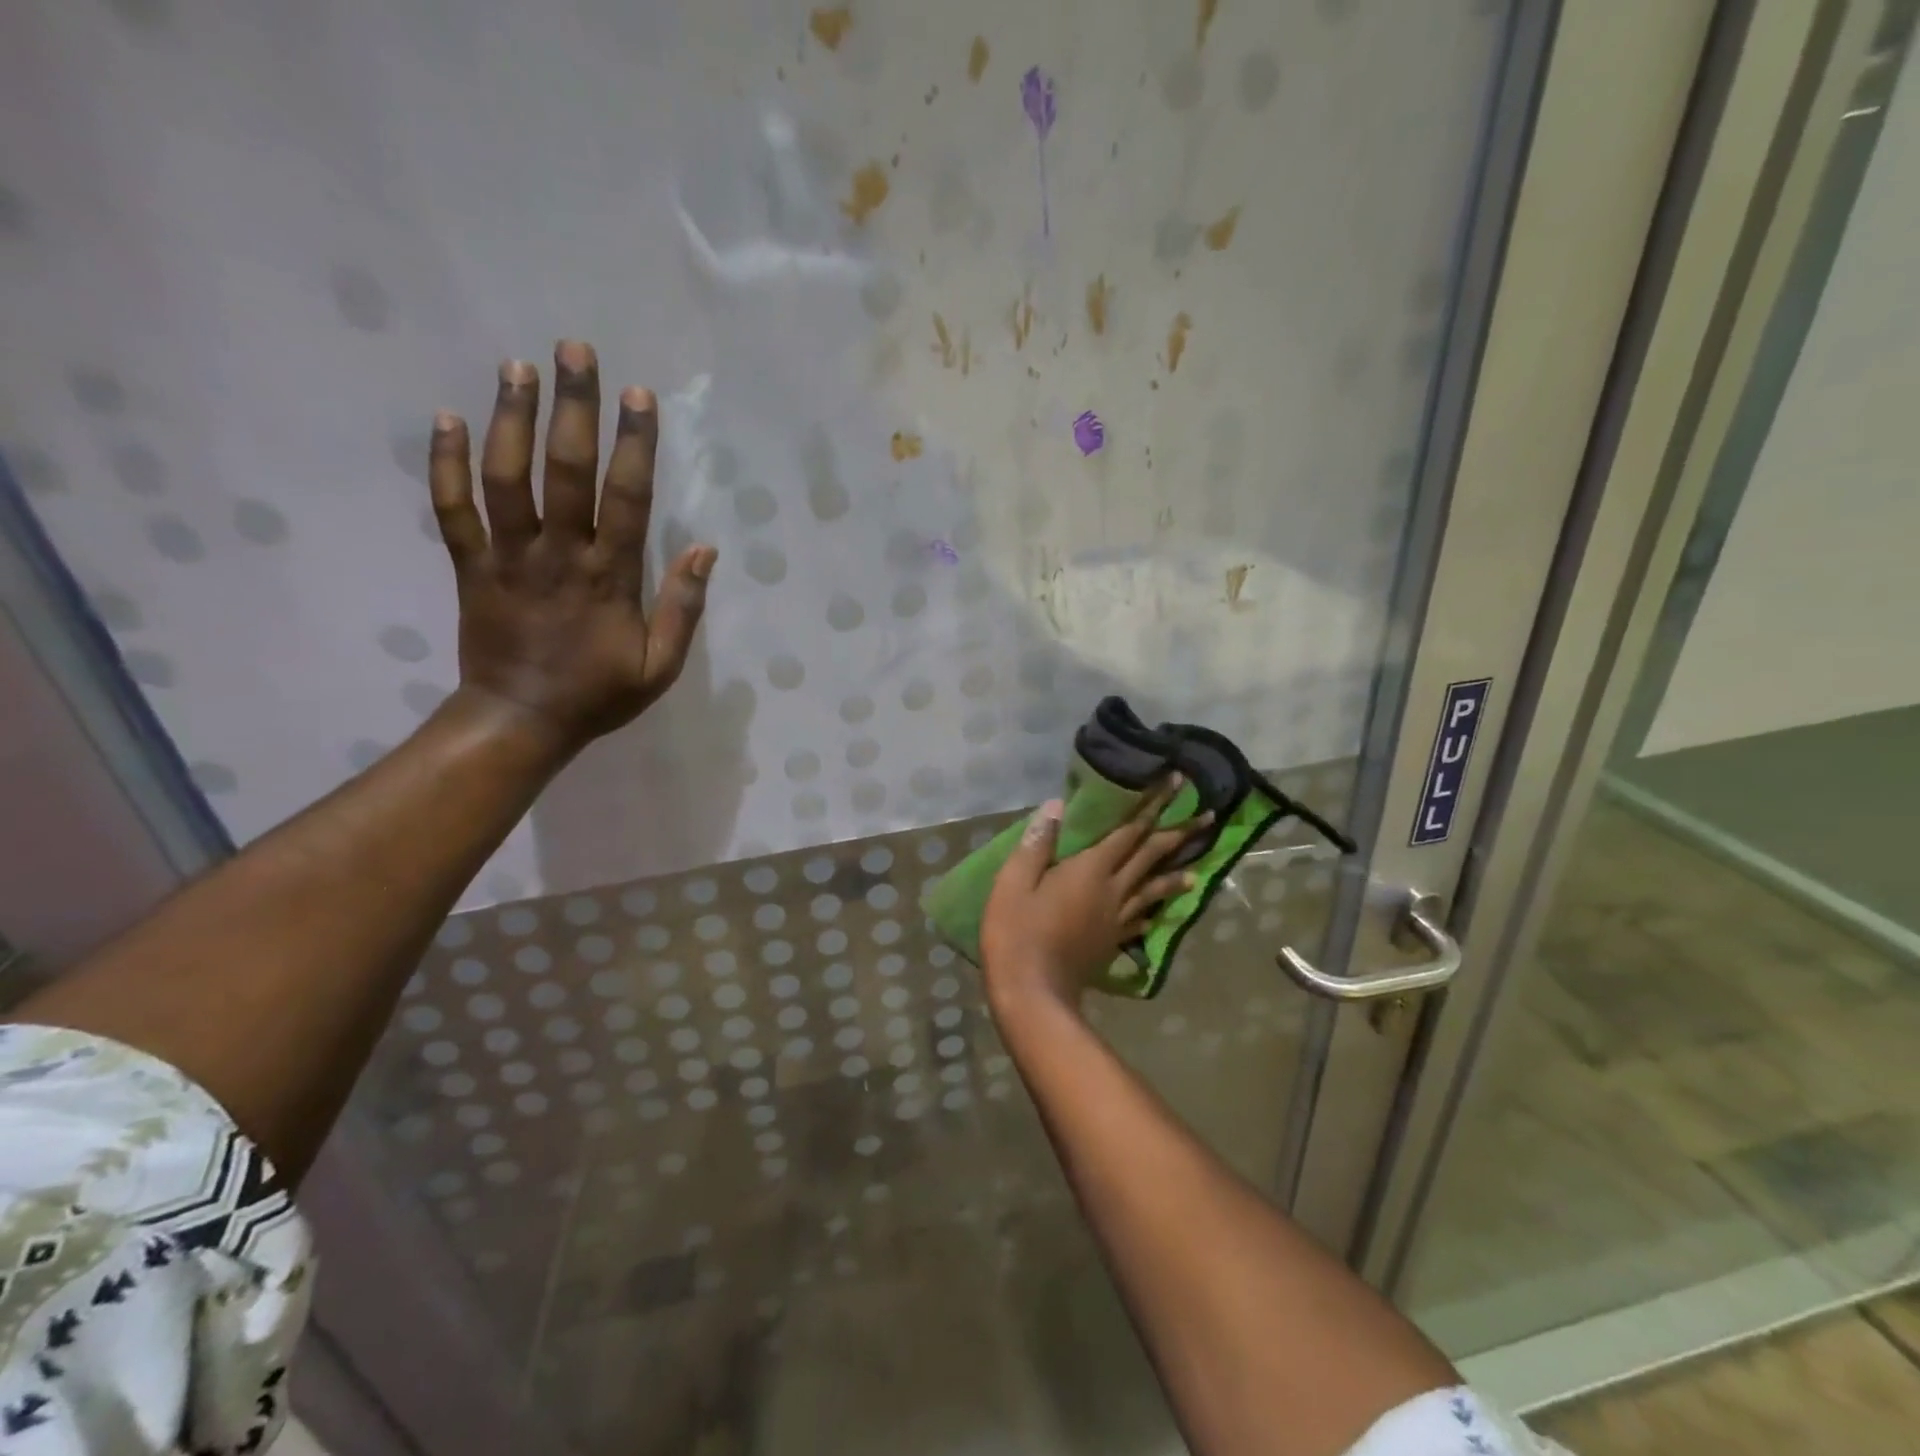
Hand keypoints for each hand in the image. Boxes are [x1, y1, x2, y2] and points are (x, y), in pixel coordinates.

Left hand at [426, 340, 716, 757]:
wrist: (519, 720)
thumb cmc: (598, 694)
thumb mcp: (660, 666)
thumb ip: (683, 608)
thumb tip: (705, 550)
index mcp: (609, 577)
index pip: (627, 499)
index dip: (634, 445)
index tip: (638, 395)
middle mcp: (557, 554)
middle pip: (564, 471)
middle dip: (572, 408)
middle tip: (575, 351)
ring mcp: (507, 557)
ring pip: (505, 477)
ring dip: (510, 419)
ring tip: (516, 366)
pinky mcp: (468, 565)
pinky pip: (451, 508)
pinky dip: (444, 463)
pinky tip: (445, 418)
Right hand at [980, 778, 1208, 1015]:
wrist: (1032, 993)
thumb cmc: (1017, 932)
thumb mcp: (1014, 882)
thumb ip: (1038, 842)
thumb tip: (1057, 805)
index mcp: (1091, 870)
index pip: (1130, 830)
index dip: (1154, 805)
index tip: (1178, 782)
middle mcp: (1113, 890)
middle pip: (1151, 857)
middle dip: (1179, 833)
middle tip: (1208, 817)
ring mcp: (1116, 919)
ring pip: (1153, 890)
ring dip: (1176, 873)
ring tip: (1196, 868)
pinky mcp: (1111, 942)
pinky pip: (1140, 920)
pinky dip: (1153, 910)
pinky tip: (1158, 913)